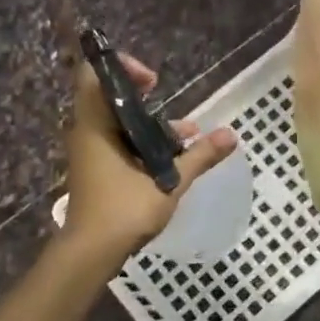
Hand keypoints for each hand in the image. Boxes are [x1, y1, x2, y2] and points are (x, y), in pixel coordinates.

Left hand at [63, 54, 236, 261]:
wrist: (91, 253)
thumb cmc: (124, 210)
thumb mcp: (168, 181)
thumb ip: (200, 156)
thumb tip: (231, 135)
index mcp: (95, 127)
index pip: (94, 75)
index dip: (122, 68)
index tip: (153, 83)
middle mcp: (88, 133)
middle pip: (110, 98)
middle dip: (144, 98)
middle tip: (170, 105)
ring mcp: (91, 153)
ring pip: (119, 124)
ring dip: (150, 124)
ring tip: (186, 135)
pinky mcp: (98, 171)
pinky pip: (119, 143)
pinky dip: (143, 143)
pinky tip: (174, 157)